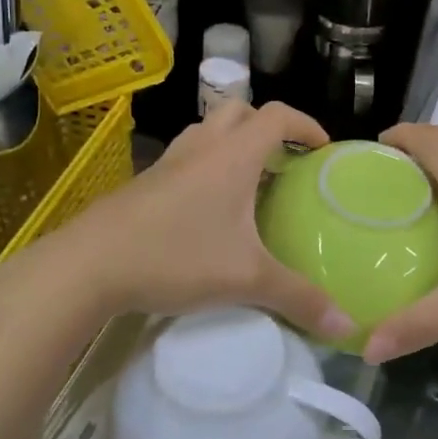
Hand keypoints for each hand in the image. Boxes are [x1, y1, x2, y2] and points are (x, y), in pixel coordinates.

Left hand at [74, 101, 356, 341]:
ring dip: (232, 142)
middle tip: (284, 162)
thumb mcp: (246, 280)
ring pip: (207, 131)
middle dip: (266, 127)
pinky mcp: (145, 182)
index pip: (277, 116)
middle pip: (239, 111)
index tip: (323, 149)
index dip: (306, 125)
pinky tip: (207, 209)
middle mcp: (202, 148)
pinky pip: (186, 157)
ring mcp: (168, 162)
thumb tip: (348, 327)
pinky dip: (206, 165)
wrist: (89, 264)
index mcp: (232, 156)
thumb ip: (299, 300)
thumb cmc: (175, 257)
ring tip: (249, 181)